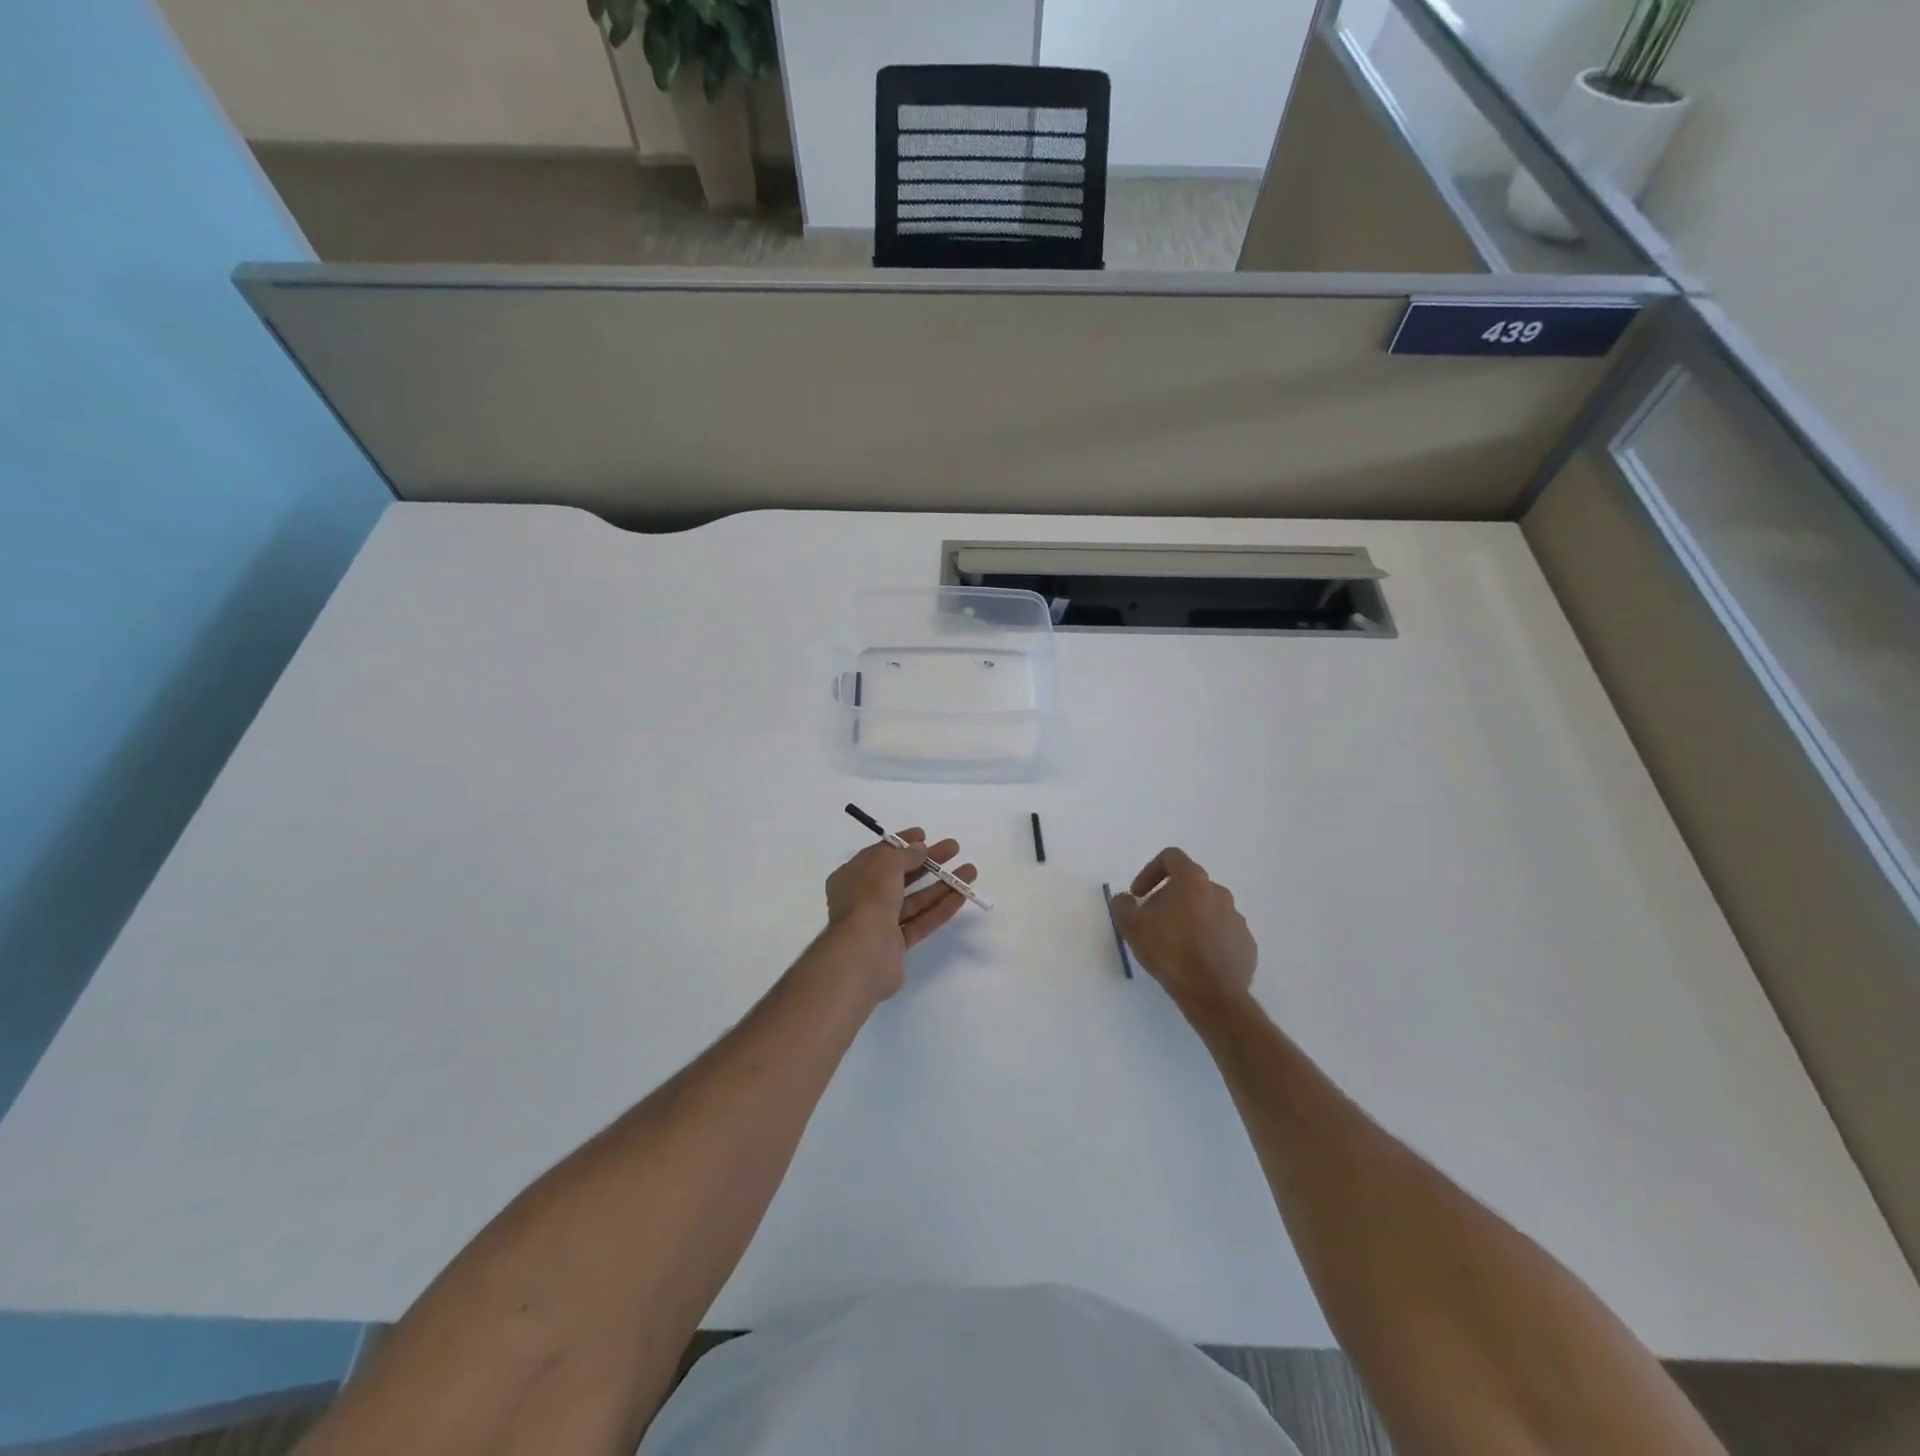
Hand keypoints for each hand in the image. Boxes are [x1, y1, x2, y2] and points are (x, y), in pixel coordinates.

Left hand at [823, 831, 977, 1001]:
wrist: (862, 955)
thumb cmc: (868, 899)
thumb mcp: (885, 865)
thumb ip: (905, 854)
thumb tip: (919, 849)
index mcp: (851, 877)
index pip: (879, 855)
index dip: (902, 843)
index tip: (925, 835)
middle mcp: (863, 899)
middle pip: (900, 875)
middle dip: (927, 861)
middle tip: (954, 848)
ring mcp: (880, 923)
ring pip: (914, 900)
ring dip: (941, 884)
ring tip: (970, 871)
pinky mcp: (896, 945)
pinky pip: (921, 922)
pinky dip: (940, 908)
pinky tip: (961, 895)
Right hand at [1109, 848, 1255, 1007]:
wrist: (1212, 994)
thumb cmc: (1170, 952)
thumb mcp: (1132, 926)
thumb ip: (1123, 905)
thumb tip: (1126, 899)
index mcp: (1193, 881)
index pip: (1171, 857)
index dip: (1150, 871)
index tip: (1139, 895)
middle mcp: (1219, 893)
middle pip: (1189, 884)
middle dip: (1168, 898)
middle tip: (1153, 922)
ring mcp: (1236, 918)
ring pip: (1207, 909)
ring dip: (1189, 918)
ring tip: (1174, 944)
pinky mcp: (1246, 944)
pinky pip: (1222, 932)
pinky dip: (1207, 938)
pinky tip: (1195, 960)